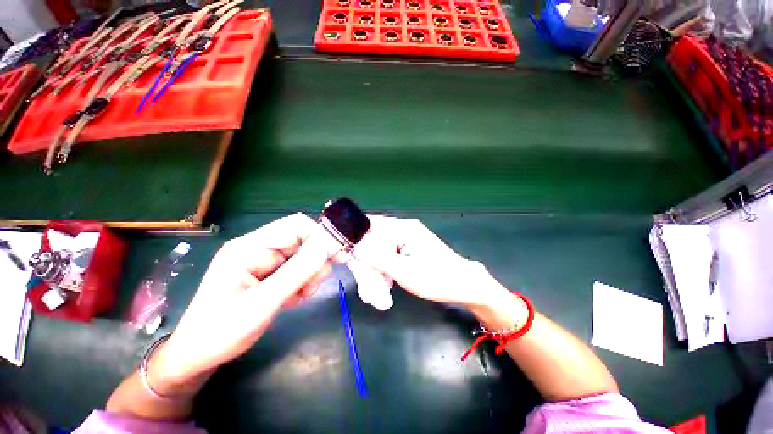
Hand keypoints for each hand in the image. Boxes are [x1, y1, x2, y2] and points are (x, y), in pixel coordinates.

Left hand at [150, 213, 332, 393]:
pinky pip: (298, 269)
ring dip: (310, 275)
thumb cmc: (221, 332)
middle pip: (303, 241)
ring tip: (300, 297)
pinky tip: (293, 299)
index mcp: (250, 247)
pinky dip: (303, 283)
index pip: (296, 226)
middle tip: (313, 286)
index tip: (336, 256)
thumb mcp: (261, 305)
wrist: (197, 355)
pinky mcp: (269, 272)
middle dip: (315, 262)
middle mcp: (259, 248)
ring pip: (304, 256)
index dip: (320, 236)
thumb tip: (326, 249)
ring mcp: (264, 260)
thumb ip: (296, 274)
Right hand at [354, 216, 505, 307]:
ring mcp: (408, 236)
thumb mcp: (404, 271)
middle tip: (363, 274)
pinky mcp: (411, 246)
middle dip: (365, 254)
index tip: (344, 253)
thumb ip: (377, 257)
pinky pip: (390, 250)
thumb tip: (354, 246)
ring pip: (381, 245)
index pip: (370, 224)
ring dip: (375, 261)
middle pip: (374, 235)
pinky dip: (384, 263)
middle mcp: (404, 228)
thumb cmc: (437, 278)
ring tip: (376, 281)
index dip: (354, 236)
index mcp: (403, 228)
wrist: (465, 285)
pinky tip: (386, 277)